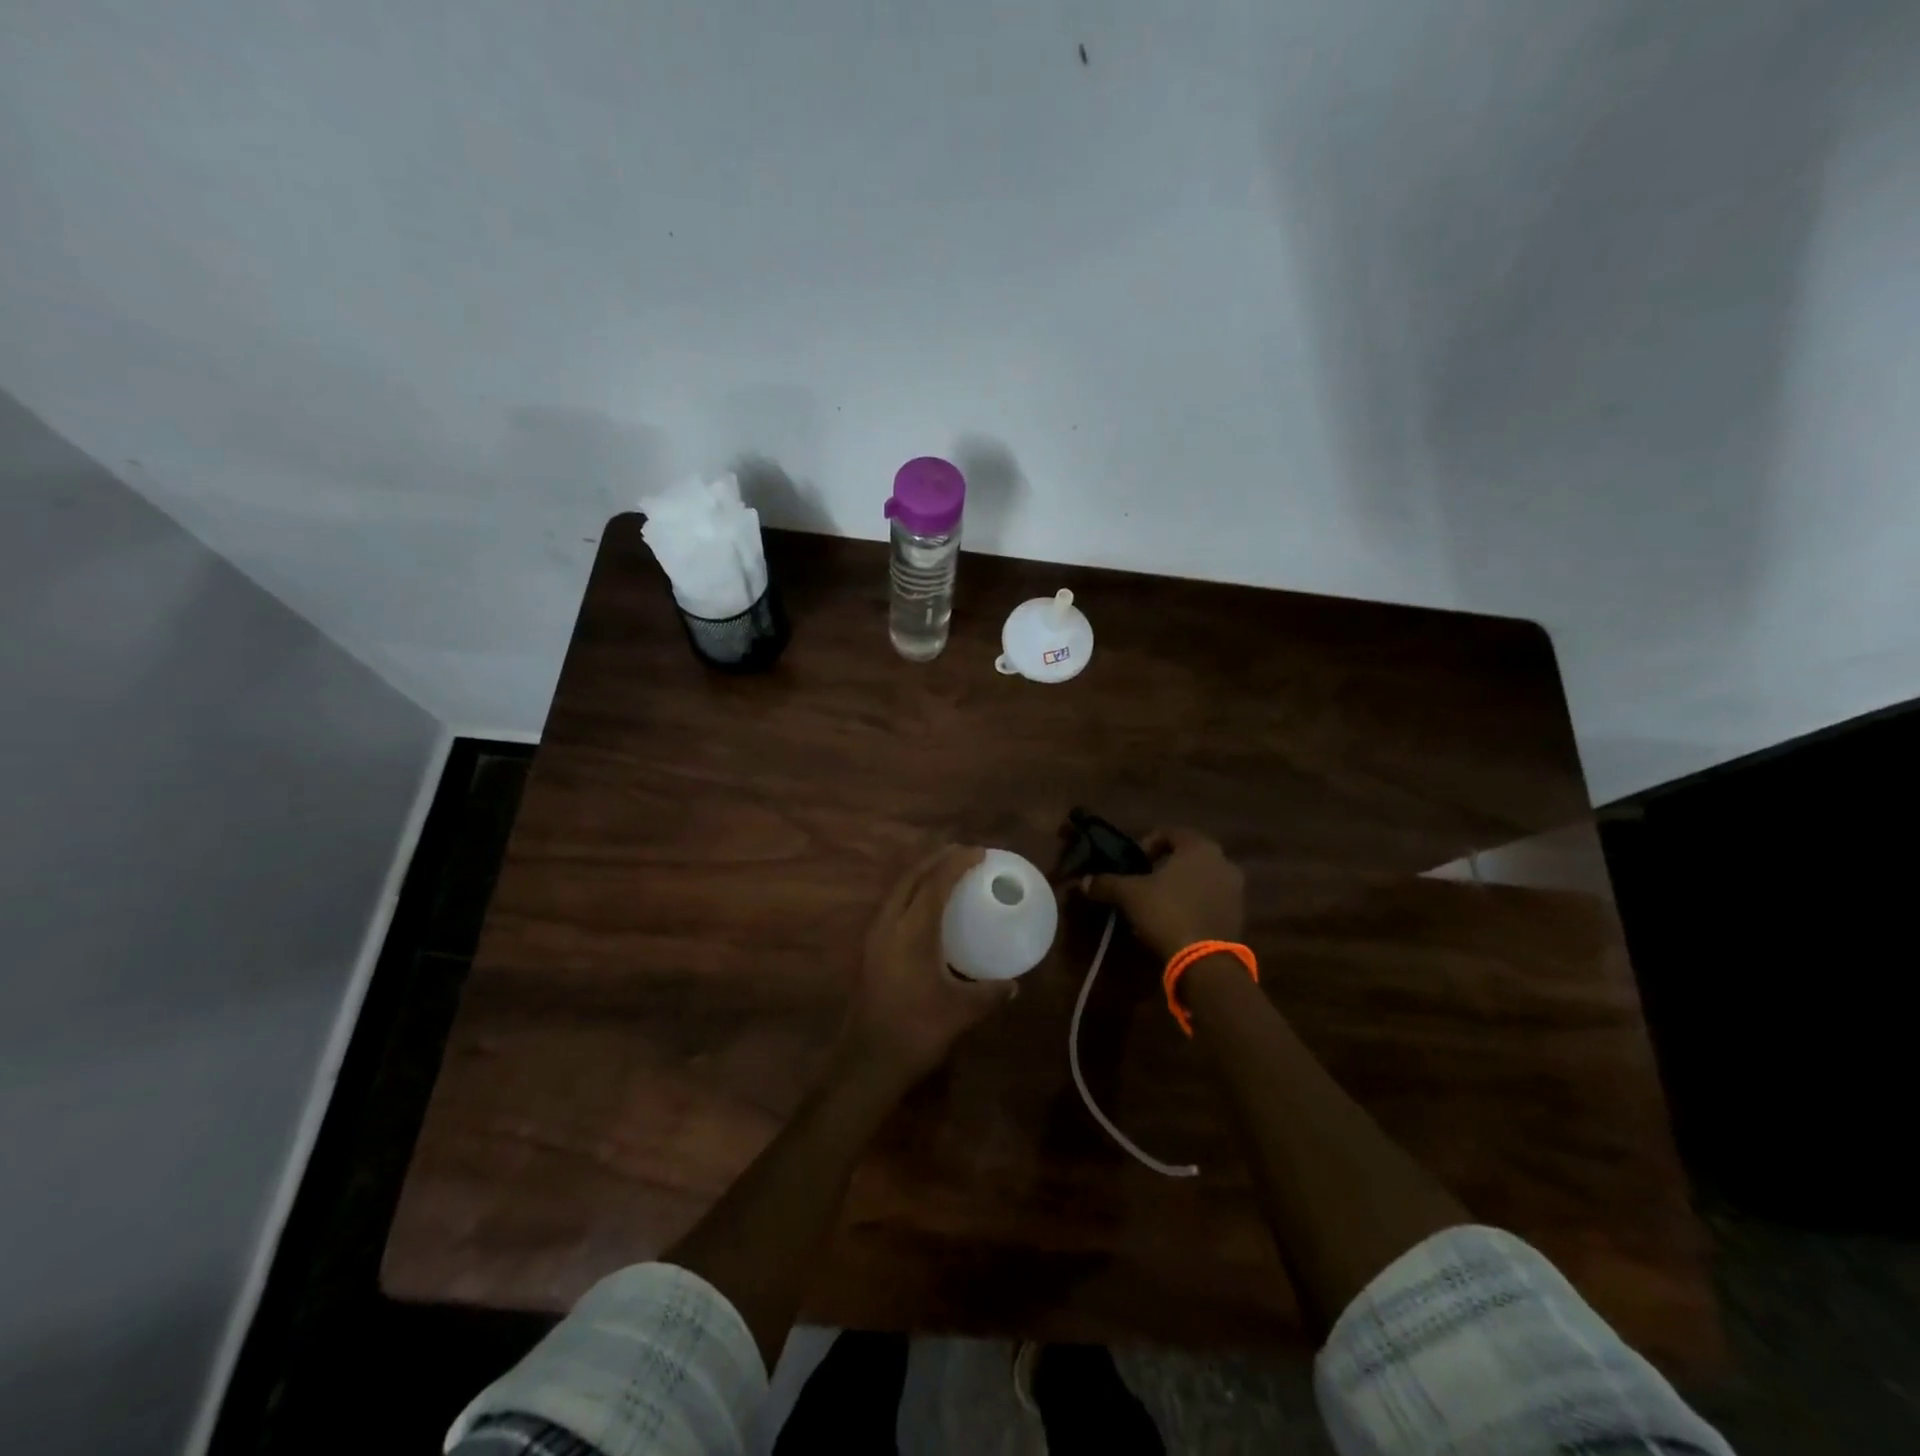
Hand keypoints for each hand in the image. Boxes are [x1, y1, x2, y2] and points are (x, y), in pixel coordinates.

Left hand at [843, 845, 1015, 1083]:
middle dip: (936, 859)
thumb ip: (991, 993)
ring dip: (921, 874)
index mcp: (912, 931)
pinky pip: (893, 905)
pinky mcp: (870, 950)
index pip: (935, 884)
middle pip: (911, 877)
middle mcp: (889, 924)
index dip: (957, 863)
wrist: (867, 1061)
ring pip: (898, 890)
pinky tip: (925, 907)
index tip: (979, 851)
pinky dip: (911, 893)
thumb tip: (1014, 984)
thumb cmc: (917, 1031)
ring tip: (945, 871)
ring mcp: (875, 936)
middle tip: (962, 853)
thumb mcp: (962, 1011)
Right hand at [1079, 827, 1244, 959]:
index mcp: (1200, 847)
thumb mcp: (1129, 895)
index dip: (1148, 843)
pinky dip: (1194, 903)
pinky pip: (1211, 900)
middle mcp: (1223, 862)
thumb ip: (1106, 883)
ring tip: (1158, 903)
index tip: (1134, 862)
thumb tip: (1084, 881)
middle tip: (1144, 880)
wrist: (1205, 961)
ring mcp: (1235, 890)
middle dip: (1165, 865)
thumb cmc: (1167, 913)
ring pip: (1201, 878)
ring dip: (1181, 885)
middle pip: (1188, 855)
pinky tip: (1175, 920)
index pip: (1170, 832)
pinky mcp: (1238, 915)